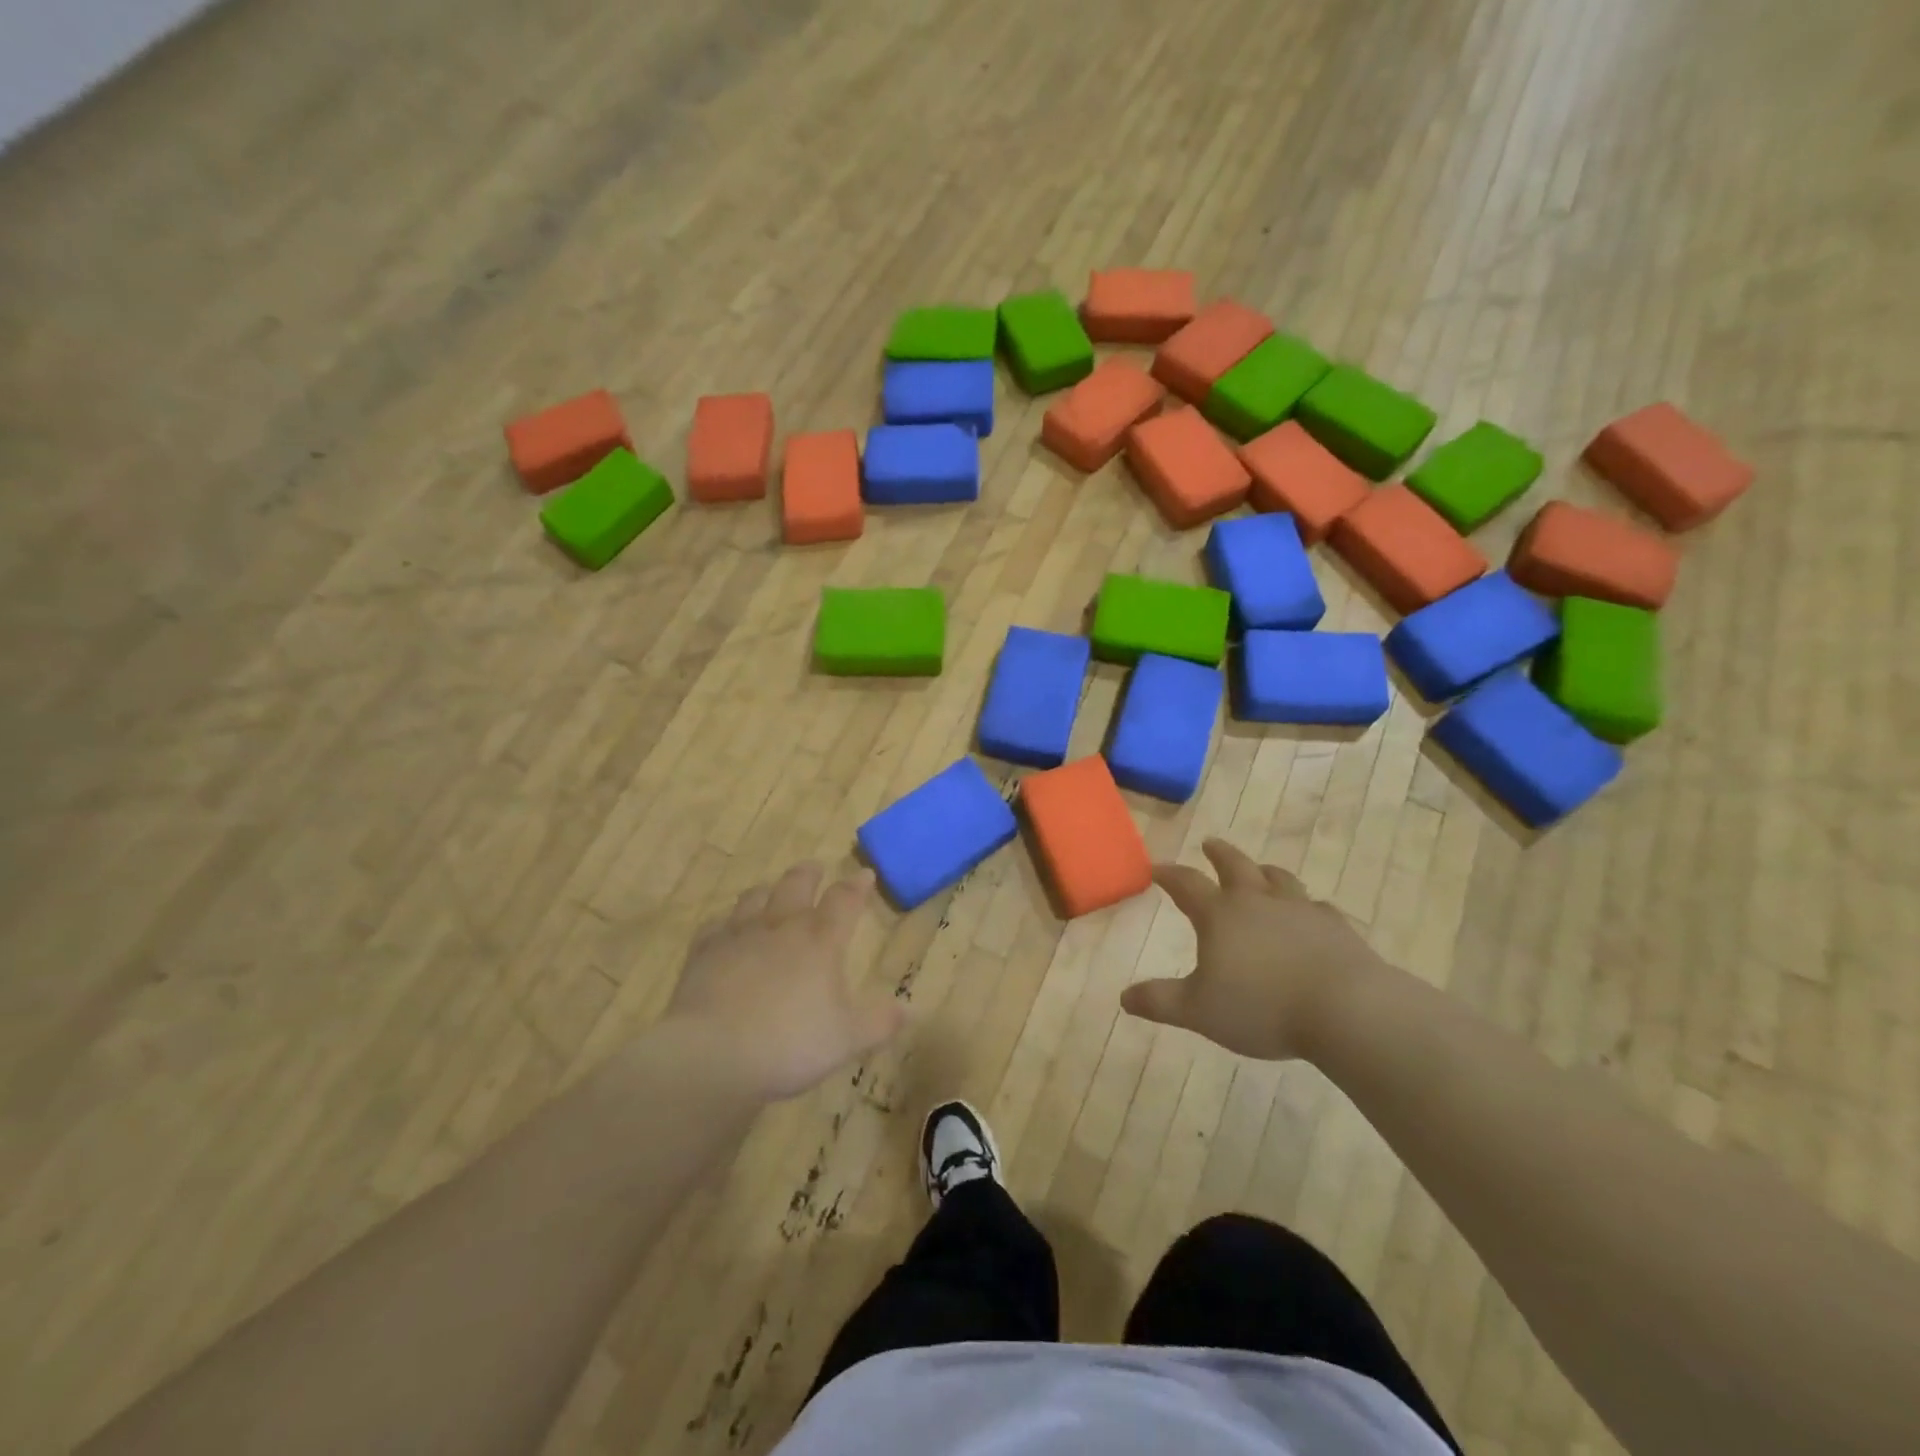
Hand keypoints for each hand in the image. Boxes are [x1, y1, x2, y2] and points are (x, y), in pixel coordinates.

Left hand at [666, 863, 905, 1101]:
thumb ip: (879, 1023)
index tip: (865, 874)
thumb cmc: (789, 1043)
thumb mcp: (846, 1040)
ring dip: (768, 890)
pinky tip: (726, 928)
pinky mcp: (704, 952)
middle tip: (815, 869)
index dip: (857, 885)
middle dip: (809, 874)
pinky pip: (716, 925)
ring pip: (755, 897)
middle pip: (796, 884)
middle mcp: (781, 926)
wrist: (712, 1055)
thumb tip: (909, 1010)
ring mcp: (739, 935)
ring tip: (772, 891)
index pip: (844, 900)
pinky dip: (726, 921)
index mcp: (820, 940)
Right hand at [1120, 839, 1384, 1060]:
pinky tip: (1311, 913)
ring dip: (1264, 871)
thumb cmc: (1262, 1007)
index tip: (1155, 868)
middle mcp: (1257, 901)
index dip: (1168, 875)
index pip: (1186, 884)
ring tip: (1260, 870)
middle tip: (1210, 844)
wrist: (1345, 1009)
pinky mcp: (1335, 927)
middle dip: (1219, 854)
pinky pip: (1318, 907)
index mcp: (1220, 915)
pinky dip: (1307, 906)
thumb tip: (1124, 997)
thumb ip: (1160, 1001)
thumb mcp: (1198, 1011)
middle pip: (1235, 865)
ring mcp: (1300, 910)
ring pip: (1278, 878)